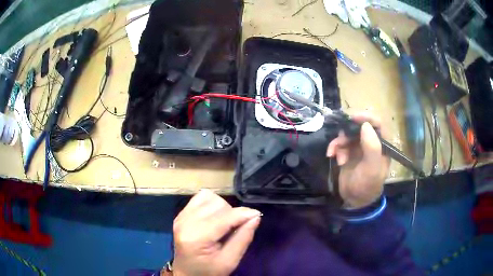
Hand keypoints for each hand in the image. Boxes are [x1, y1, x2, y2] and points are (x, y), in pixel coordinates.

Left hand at [172, 190, 260, 275]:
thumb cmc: (209, 271)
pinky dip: (211, 204)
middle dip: (232, 213)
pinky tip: (213, 218)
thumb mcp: (229, 261)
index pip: (224, 217)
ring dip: (222, 208)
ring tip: (223, 224)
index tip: (256, 216)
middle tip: (235, 229)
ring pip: (209, 197)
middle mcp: (185, 222)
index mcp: (196, 237)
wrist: (187, 274)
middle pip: (217, 204)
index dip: (243, 214)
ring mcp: (181, 217)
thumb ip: (243, 238)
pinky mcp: (180, 214)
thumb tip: (255, 216)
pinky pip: (200, 198)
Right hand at [327, 113, 389, 207]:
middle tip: (341, 138)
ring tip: (337, 156)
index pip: (378, 124)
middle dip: (348, 131)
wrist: (353, 200)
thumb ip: (372, 147)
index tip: (353, 117)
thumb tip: (365, 125)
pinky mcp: (348, 151)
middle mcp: (371, 142)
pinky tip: (332, 156)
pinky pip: (340, 143)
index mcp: (382, 145)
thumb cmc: (366, 185)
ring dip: (340, 142)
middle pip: (360, 126)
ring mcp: (359, 147)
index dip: (366, 117)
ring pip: (348, 134)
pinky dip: (334, 147)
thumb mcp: (371, 168)